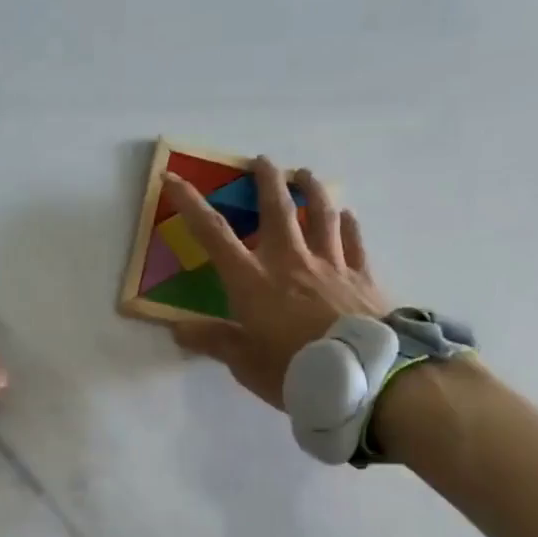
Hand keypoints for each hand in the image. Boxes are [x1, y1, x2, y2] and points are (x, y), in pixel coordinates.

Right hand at [168, 157, 391, 410]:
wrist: (364, 376)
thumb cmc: (295, 370)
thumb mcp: (245, 363)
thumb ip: (214, 341)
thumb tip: (178, 329)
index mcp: (252, 281)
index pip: (213, 234)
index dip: (190, 204)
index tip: (173, 178)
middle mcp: (289, 262)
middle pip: (276, 209)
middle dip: (265, 181)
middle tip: (261, 160)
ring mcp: (330, 265)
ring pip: (320, 215)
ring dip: (311, 190)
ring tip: (305, 173)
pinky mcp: (361, 277)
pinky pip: (354, 242)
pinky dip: (348, 225)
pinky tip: (347, 216)